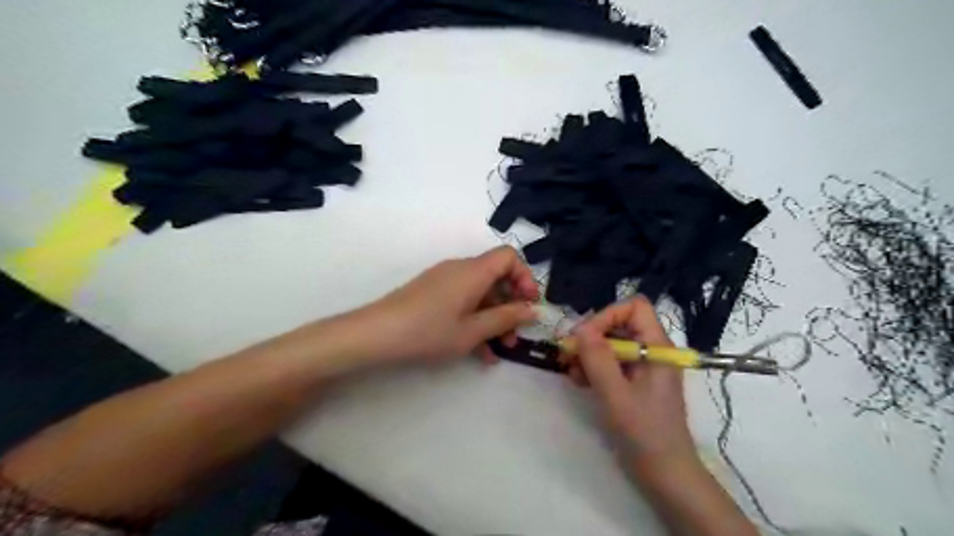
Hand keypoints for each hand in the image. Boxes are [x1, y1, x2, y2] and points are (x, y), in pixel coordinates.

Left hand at [353, 248, 539, 364]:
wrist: (376, 334)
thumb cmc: (429, 331)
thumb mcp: (472, 331)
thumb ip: (506, 318)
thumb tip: (533, 310)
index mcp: (473, 271)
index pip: (509, 256)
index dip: (525, 277)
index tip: (528, 305)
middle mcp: (461, 269)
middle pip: (496, 277)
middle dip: (511, 305)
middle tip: (515, 336)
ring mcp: (445, 281)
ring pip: (480, 293)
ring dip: (494, 318)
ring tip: (500, 349)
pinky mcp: (433, 293)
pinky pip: (463, 300)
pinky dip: (475, 319)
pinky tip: (480, 351)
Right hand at [564, 296, 694, 459]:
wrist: (665, 474)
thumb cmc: (645, 433)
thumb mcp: (616, 395)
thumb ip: (598, 359)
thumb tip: (580, 328)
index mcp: (657, 347)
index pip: (633, 308)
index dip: (607, 316)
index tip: (584, 338)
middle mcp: (651, 350)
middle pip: (618, 324)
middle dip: (591, 337)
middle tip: (567, 354)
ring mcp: (642, 367)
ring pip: (611, 343)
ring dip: (588, 353)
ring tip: (570, 372)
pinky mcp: (633, 382)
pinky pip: (610, 362)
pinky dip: (592, 367)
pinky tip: (578, 381)